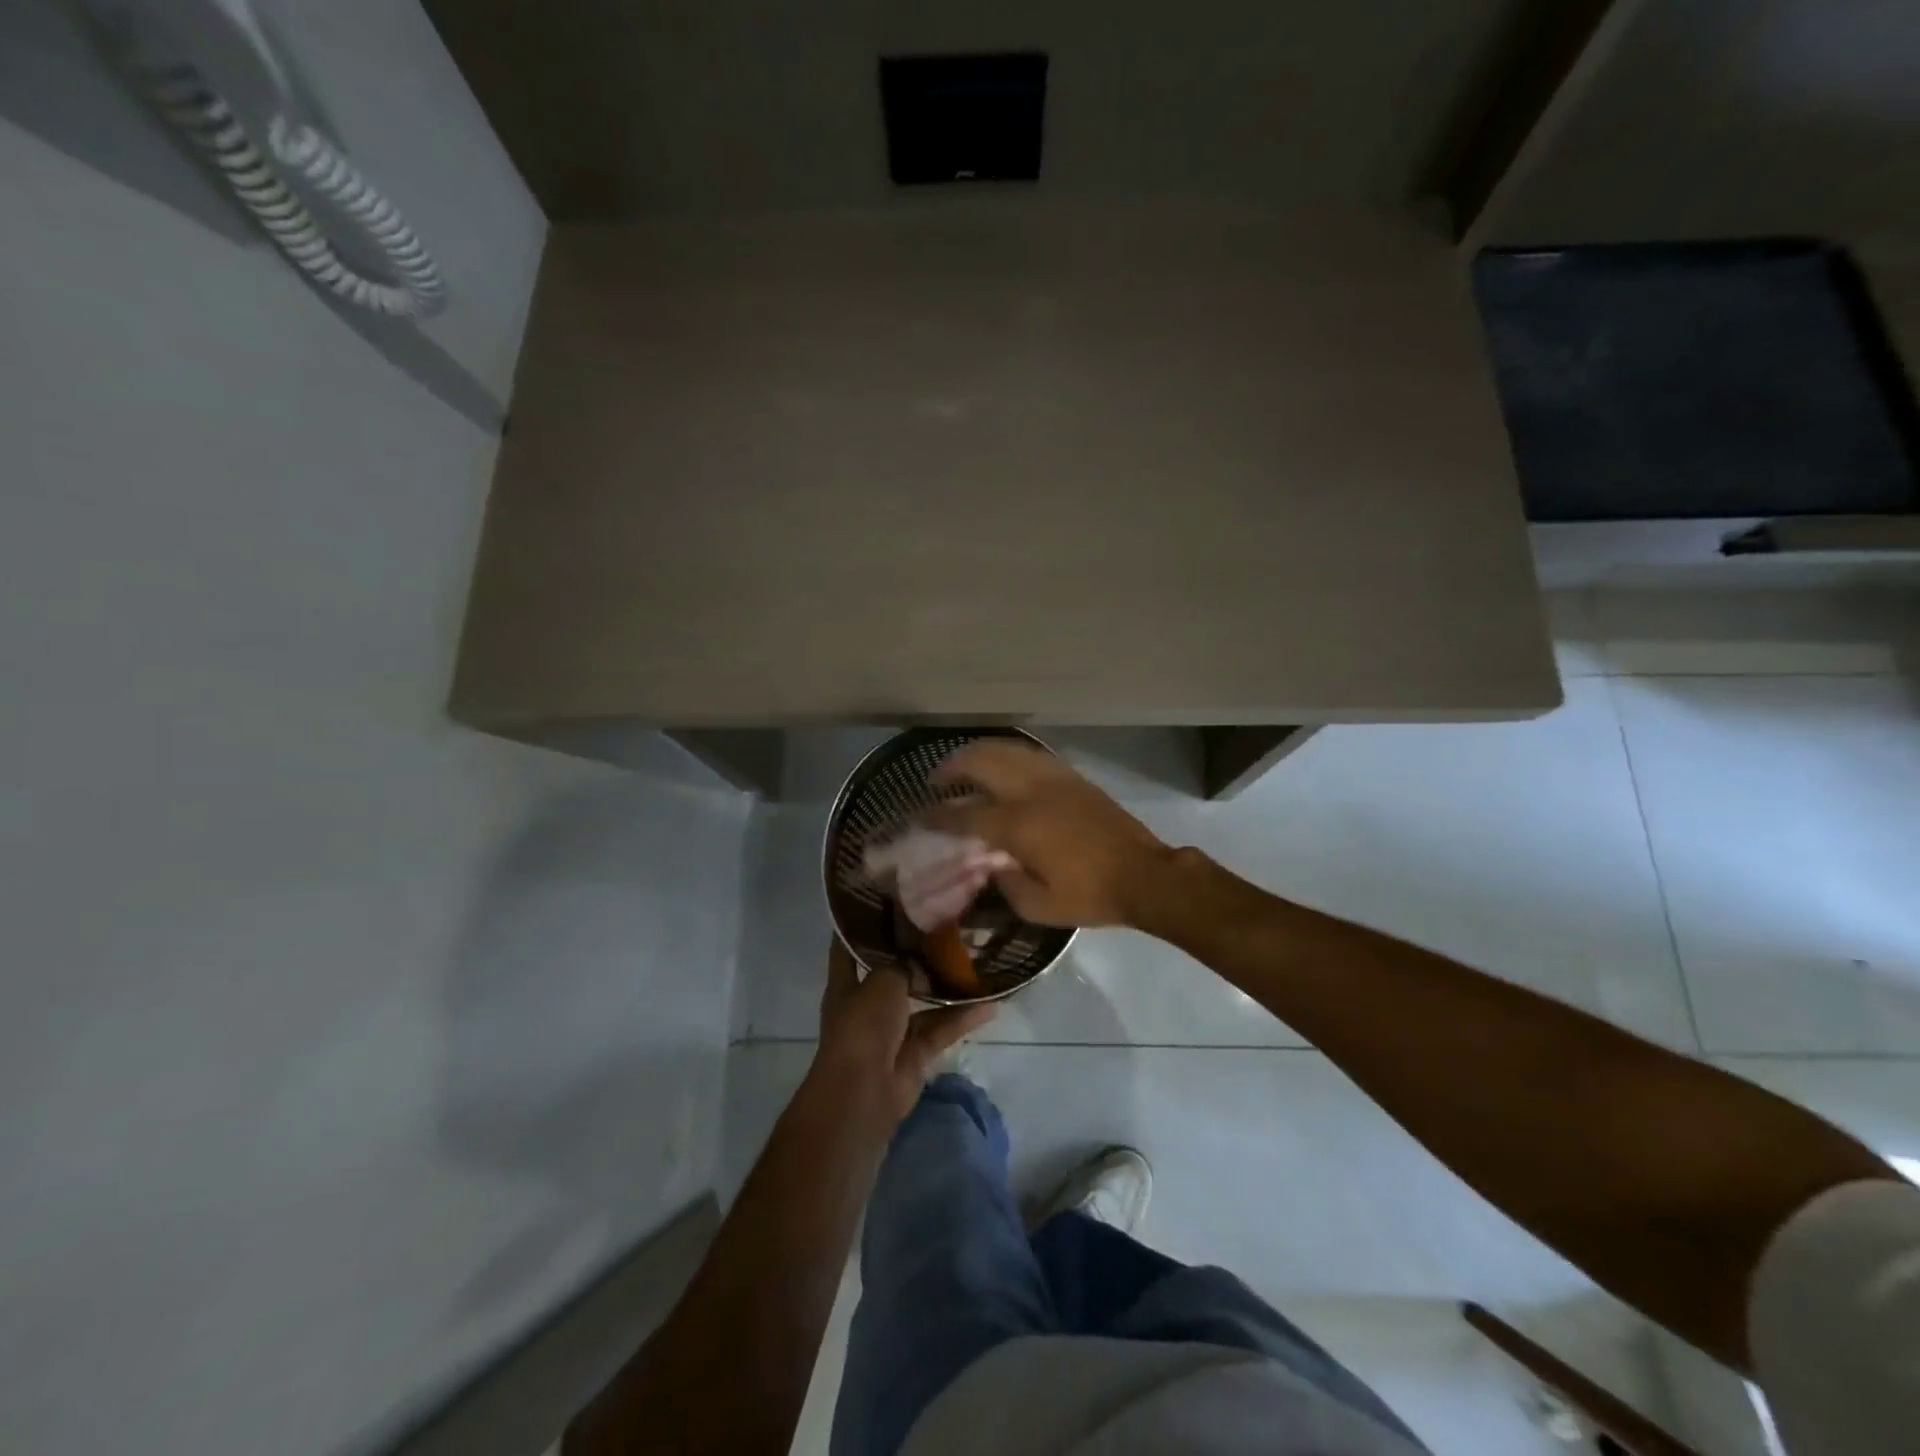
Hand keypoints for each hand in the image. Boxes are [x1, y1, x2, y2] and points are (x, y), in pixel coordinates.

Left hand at [812, 938, 995, 1127]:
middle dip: (914, 953)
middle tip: (944, 925)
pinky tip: (991, 1003)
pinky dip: (962, 1018)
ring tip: (974, 959)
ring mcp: (892, 1030)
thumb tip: (921, 956)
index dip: (860, 924)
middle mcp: (868, 1003)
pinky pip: (941, 1028)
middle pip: (892, 971)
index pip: (848, 946)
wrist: (864, 1092)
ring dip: (945, 986)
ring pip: (922, 1000)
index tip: (883, 899)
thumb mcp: (882, 981)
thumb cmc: (863, 1026)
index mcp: (847, 984)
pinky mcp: (916, 1052)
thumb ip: (903, 964)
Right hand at [928, 742, 1171, 927]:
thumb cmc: (1090, 895)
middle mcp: (1031, 793)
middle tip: (936, 778)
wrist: (1144, 875)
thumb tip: (992, 865)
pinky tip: (1001, 763)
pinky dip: (1007, 753)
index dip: (937, 815)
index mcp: (1019, 827)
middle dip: (952, 766)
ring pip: (1006, 749)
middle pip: (981, 763)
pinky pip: (1030, 754)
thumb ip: (1006, 884)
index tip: (918, 816)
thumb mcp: (1039, 907)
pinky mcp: (1072, 776)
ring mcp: (1054, 778)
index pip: (965, 815)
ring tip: (963, 763)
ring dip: (977, 752)